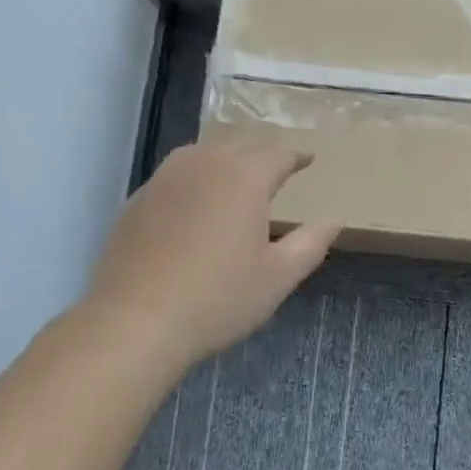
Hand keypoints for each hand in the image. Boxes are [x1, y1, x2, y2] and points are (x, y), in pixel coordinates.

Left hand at [87, 144, 338, 373]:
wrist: (135, 321)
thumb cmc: (219, 298)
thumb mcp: (279, 276)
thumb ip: (311, 242)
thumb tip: (335, 219)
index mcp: (245, 177)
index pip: (278, 156)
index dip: (297, 158)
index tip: (309, 160)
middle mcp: (204, 164)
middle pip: (239, 148)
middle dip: (261, 156)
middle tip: (276, 170)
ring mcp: (164, 178)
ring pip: (202, 156)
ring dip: (224, 162)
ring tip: (235, 180)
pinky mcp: (137, 199)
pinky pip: (175, 177)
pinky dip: (193, 182)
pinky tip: (194, 207)